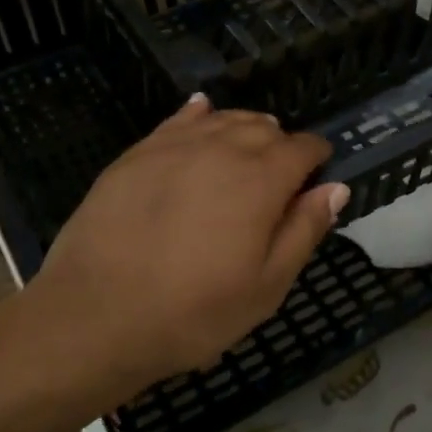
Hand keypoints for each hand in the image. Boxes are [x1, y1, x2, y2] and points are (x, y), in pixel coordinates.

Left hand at [22, 95, 348, 394]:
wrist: (96, 316)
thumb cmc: (193, 312)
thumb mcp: (266, 287)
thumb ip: (304, 231)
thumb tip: (335, 187)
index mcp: (260, 180)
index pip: (302, 148)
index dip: (316, 157)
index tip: (318, 172)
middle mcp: (220, 149)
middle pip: (263, 128)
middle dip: (281, 144)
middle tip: (281, 176)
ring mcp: (173, 147)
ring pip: (222, 119)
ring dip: (244, 130)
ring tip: (248, 151)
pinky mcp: (135, 154)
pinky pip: (177, 120)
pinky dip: (199, 116)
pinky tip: (202, 115)